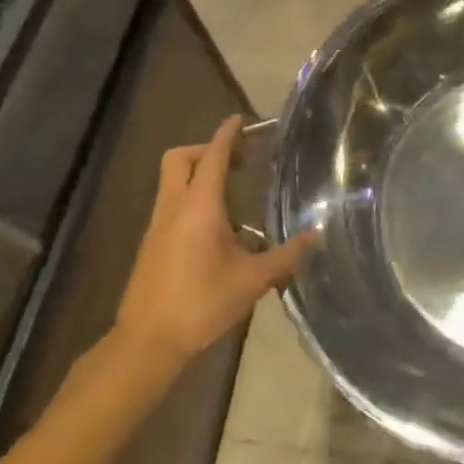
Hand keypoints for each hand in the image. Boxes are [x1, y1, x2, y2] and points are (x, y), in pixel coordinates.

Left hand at [107, 116, 318, 385]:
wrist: (146, 343)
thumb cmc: (201, 304)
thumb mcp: (252, 280)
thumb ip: (286, 255)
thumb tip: (316, 233)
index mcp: (199, 208)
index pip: (213, 157)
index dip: (226, 135)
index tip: (240, 120)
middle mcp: (174, 208)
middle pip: (179, 159)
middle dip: (205, 150)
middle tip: (237, 162)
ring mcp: (157, 226)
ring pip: (171, 181)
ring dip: (198, 175)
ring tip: (233, 196)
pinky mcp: (151, 244)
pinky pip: (170, 204)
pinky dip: (191, 198)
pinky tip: (216, 229)